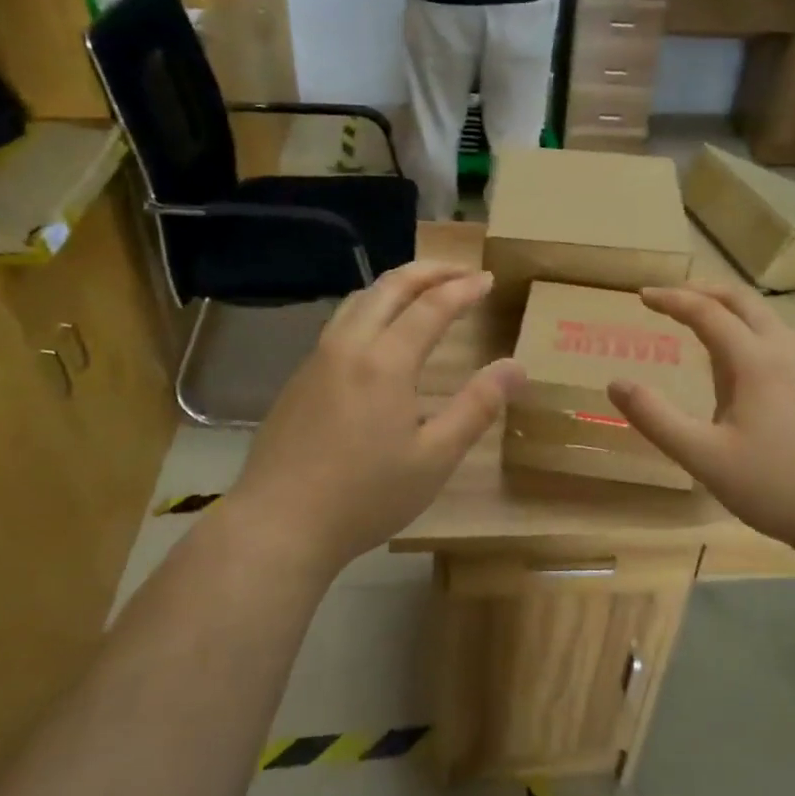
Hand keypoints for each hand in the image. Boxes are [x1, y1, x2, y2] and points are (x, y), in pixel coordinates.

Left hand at [221, 263, 523, 577]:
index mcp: (385, 361)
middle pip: (389, 287)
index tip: (488, 279)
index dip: (463, 288)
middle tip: (461, 271)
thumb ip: (476, 407)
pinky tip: (379, 334)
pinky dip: (371, 308)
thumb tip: (516, 367)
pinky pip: (340, 323)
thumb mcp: (435, 458)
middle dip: (429, 271)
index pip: (431, 306)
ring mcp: (317, 360)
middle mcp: (348, 346)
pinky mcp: (298, 379)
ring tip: (423, 290)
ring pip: (359, 300)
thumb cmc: (365, 496)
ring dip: (396, 285)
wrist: (278, 525)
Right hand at [607, 284, 794, 557]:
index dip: (672, 299)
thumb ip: (656, 419)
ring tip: (701, 323)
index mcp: (755, 360)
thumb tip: (616, 384)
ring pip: (765, 318)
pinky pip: (778, 339)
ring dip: (729, 310)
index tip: (642, 295)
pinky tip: (740, 366)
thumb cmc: (776, 485)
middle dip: (703, 291)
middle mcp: (785, 350)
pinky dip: (748, 330)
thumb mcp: (704, 457)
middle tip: (671, 297)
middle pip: (742, 301)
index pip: (706, 312)